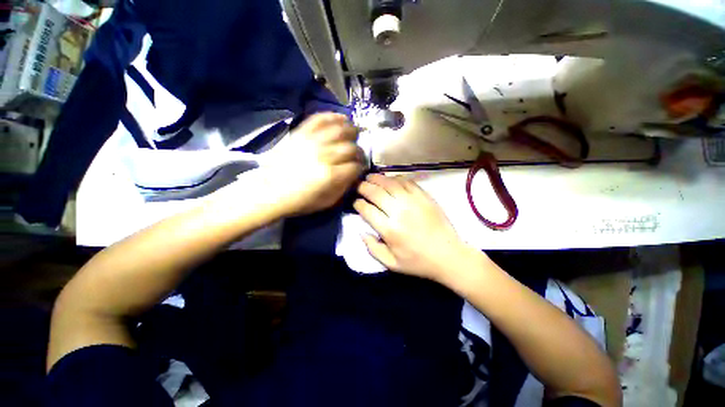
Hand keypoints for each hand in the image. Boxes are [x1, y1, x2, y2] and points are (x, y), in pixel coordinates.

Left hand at [264, 113, 364, 215]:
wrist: (270, 191)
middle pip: (350, 148)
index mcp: (331, 176)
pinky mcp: (301, 133)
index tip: (359, 168)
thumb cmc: (300, 201)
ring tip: (353, 134)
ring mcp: (312, 142)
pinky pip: (320, 119)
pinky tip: (341, 119)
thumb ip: (345, 187)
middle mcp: (324, 156)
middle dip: (358, 152)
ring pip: (339, 130)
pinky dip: (332, 116)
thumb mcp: (328, 202)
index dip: (360, 167)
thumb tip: (355, 174)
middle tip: (357, 155)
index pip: (355, 166)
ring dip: (351, 131)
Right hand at [353, 174, 474, 281]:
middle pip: (376, 193)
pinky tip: (390, 179)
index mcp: (389, 230)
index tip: (355, 203)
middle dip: (364, 187)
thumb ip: (373, 248)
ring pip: (390, 184)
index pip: (367, 210)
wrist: (448, 256)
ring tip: (370, 177)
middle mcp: (399, 212)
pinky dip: (396, 179)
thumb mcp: (391, 264)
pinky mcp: (425, 197)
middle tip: (359, 186)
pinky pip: (407, 182)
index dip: (358, 204)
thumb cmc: (418, 262)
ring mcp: (413, 202)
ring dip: (377, 179)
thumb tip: (361, 232)